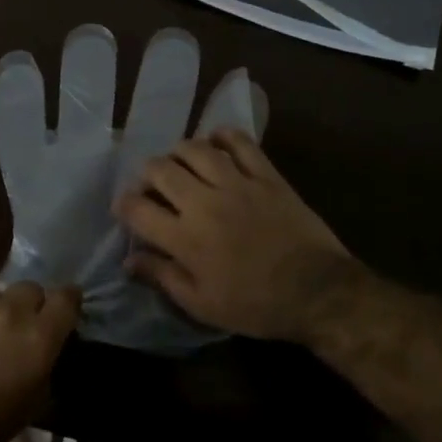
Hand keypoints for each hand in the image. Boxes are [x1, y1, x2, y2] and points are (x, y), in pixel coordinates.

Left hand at [0, 282, 79, 441]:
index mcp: (37, 336)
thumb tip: (48, 340)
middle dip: (25, 307)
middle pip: (29, 290)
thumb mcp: (33, 400)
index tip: (61, 308)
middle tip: (11, 330)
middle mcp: (9, 309)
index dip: (66, 301)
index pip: (65, 298)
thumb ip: (46, 359)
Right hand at [113, 129, 362, 346]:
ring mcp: (237, 183)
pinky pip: (239, 141)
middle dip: (146, 174)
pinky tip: (215, 143)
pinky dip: (222, 135)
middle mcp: (204, 203)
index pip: (137, 209)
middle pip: (160, 170)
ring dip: (178, 152)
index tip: (124, 208)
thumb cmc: (255, 305)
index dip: (123, 204)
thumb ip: (162, 277)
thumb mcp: (202, 305)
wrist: (318, 292)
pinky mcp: (266, 175)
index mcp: (185, 238)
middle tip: (152, 185)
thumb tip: (129, 259)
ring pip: (194, 149)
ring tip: (179, 163)